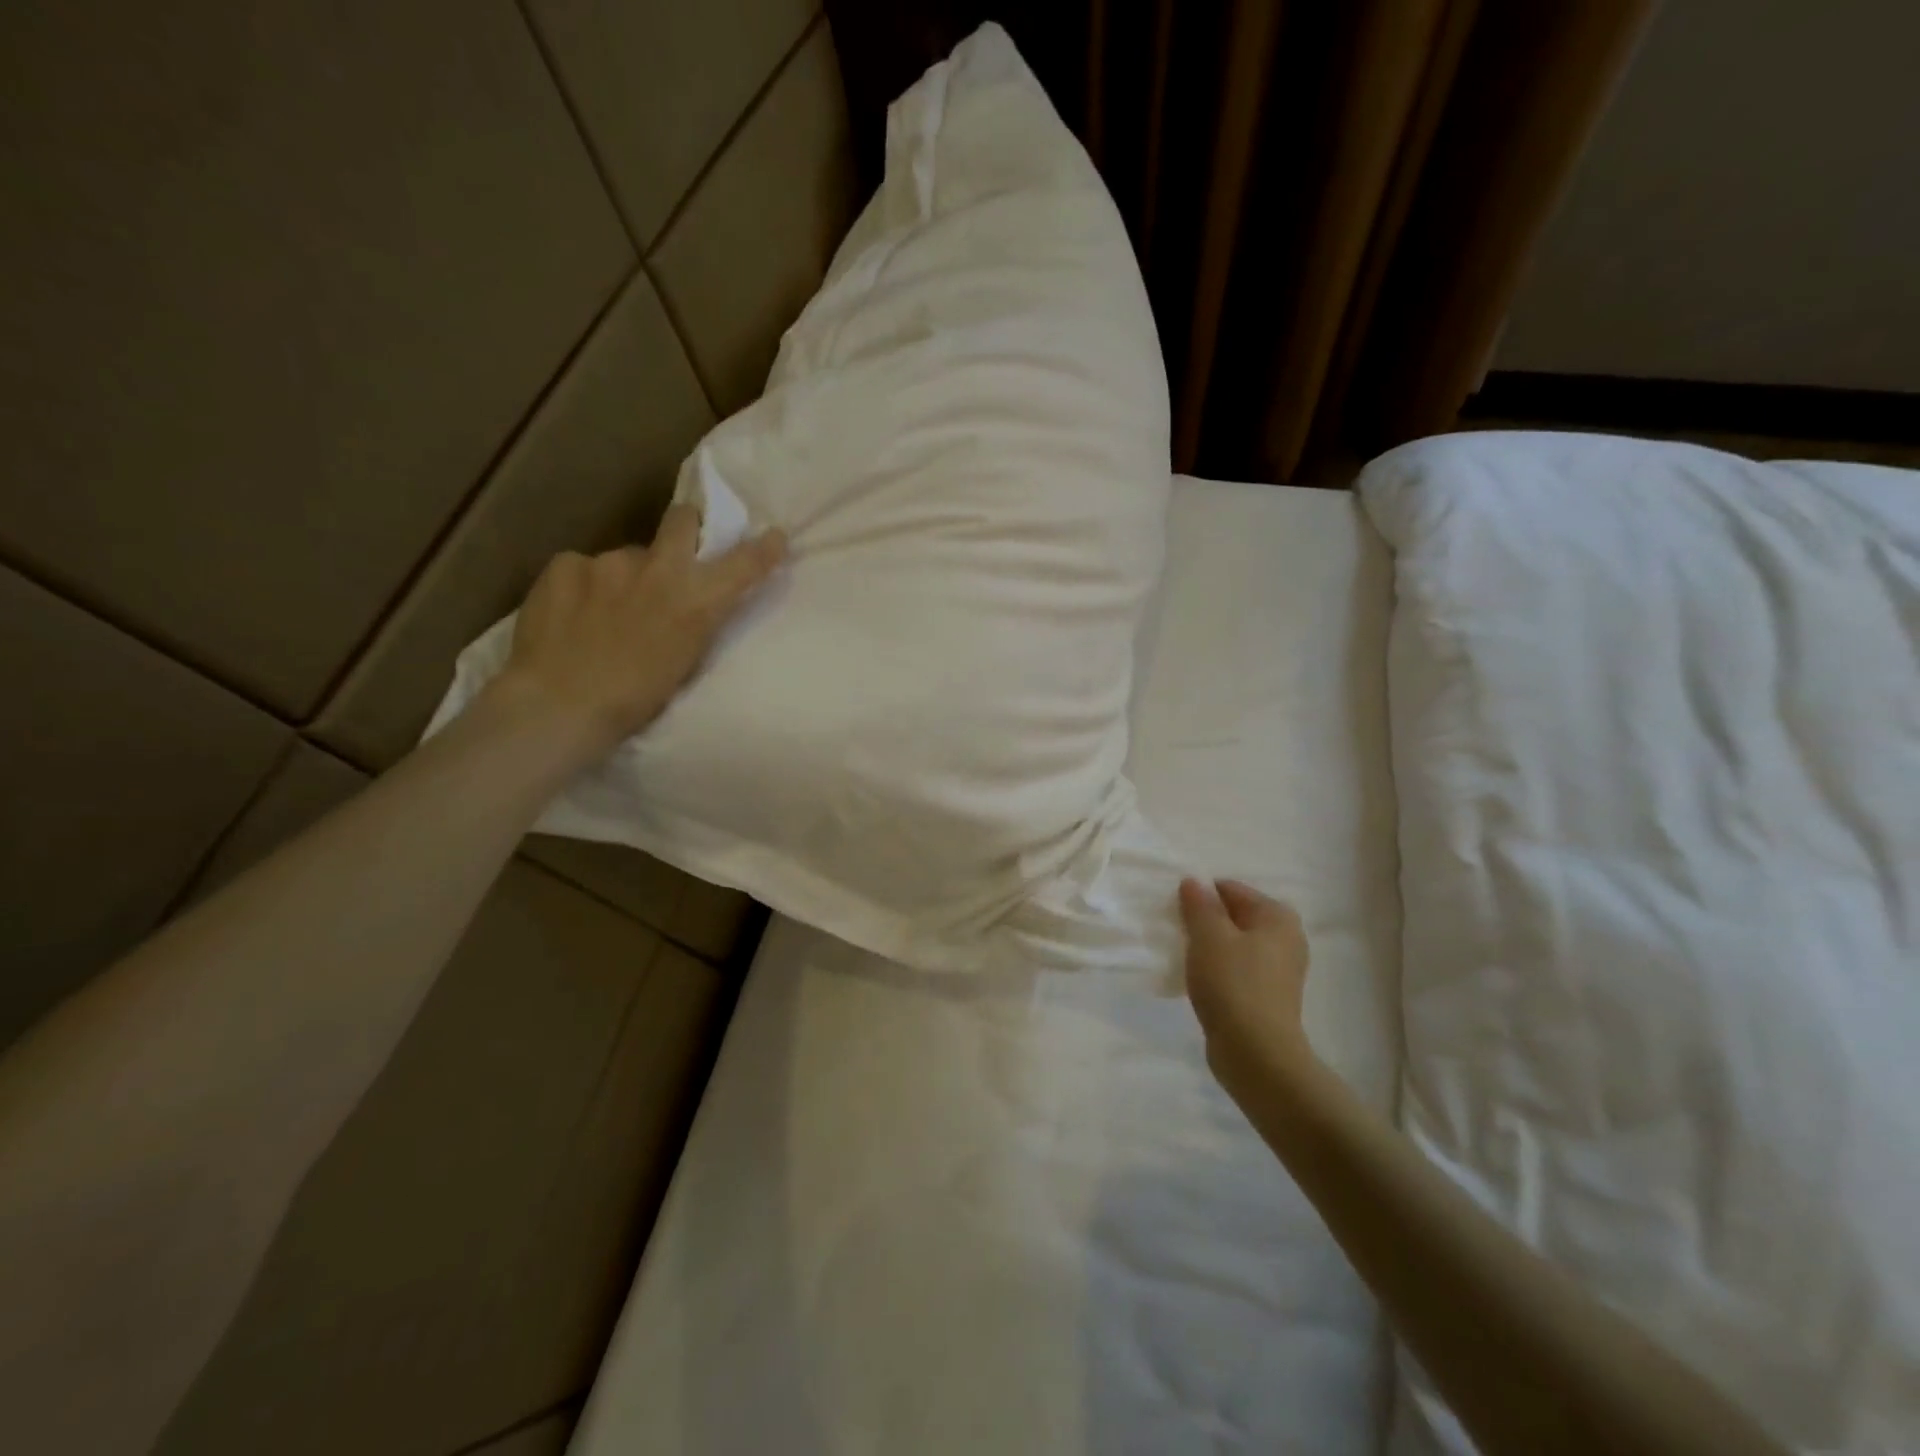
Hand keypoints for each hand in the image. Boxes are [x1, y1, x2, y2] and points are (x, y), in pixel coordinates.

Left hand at [485, 503, 786, 762]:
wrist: (560, 705)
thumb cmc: (633, 701)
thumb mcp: (683, 662)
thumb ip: (693, 622)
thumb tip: (688, 601)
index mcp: (695, 602)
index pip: (743, 565)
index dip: (763, 549)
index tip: (775, 537)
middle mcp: (658, 569)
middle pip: (682, 520)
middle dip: (685, 528)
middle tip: (674, 552)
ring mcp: (608, 561)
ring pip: (626, 557)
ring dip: (625, 576)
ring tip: (604, 612)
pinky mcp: (565, 564)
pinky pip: (583, 568)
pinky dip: (583, 587)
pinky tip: (571, 615)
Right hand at [1179, 878, 1313, 1090]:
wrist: (1256, 1054)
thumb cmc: (1233, 984)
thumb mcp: (1209, 936)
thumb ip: (1199, 905)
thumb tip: (1193, 882)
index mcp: (1277, 916)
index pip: (1230, 889)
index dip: (1201, 897)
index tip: (1177, 913)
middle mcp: (1286, 938)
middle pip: (1235, 916)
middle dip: (1206, 921)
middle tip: (1179, 934)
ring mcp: (1280, 970)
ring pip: (1235, 944)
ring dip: (1210, 947)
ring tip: (1185, 958)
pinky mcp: (1268, 996)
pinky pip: (1237, 969)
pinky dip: (1218, 970)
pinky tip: (1199, 981)